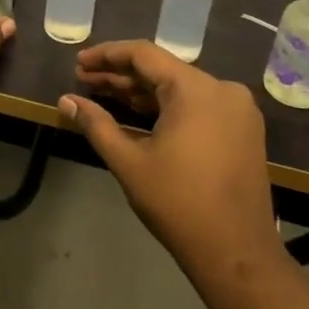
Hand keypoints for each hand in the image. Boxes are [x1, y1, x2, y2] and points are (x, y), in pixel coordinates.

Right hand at [59, 41, 284, 296]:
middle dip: (120, 75)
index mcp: (196, 89)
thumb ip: (96, 124)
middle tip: (83, 80)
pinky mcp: (242, 130)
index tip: (79, 62)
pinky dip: (166, 106)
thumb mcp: (129, 162)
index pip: (144, 54)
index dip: (107, 55)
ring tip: (102, 94)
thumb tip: (66, 101)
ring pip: (179, 88)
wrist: (237, 253)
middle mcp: (222, 89)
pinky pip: (197, 104)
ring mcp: (237, 110)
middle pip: (162, 70)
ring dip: (141, 91)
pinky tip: (135, 112)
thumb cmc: (178, 203)